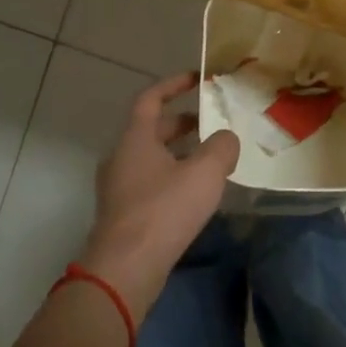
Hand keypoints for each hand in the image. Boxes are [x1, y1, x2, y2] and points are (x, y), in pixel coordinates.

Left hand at [79, 72, 240, 322]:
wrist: (125, 268)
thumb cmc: (163, 210)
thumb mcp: (204, 173)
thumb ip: (222, 148)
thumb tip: (227, 138)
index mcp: (135, 138)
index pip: (150, 98)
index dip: (173, 84)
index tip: (197, 79)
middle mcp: (121, 157)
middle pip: (152, 129)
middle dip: (182, 122)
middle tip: (212, 122)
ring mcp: (118, 187)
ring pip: (152, 157)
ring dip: (179, 152)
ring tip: (211, 158)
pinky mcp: (123, 213)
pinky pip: (150, 182)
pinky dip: (172, 176)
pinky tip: (195, 193)